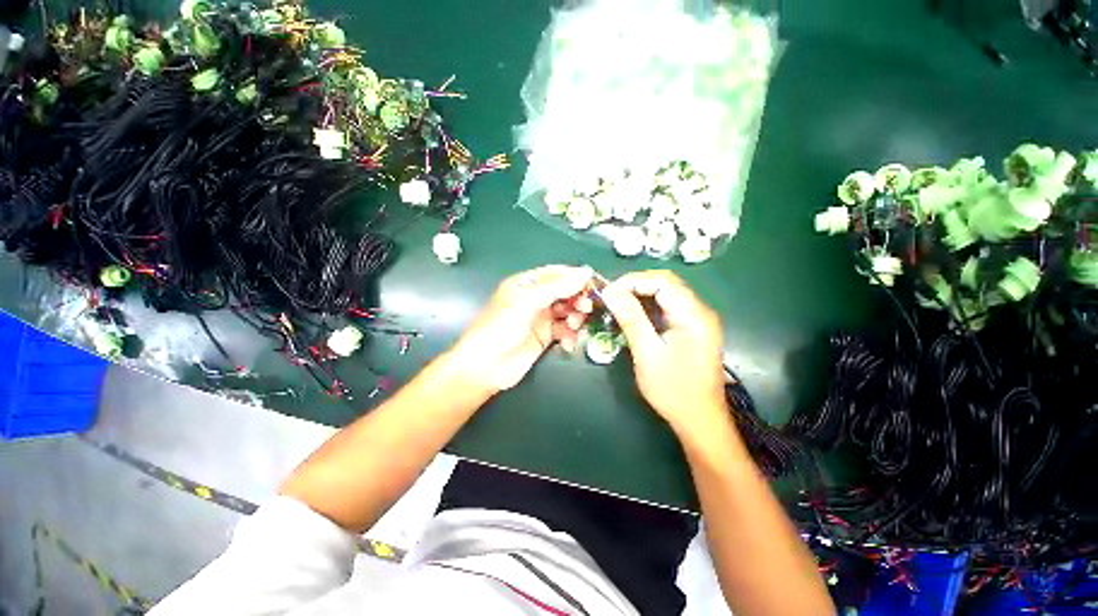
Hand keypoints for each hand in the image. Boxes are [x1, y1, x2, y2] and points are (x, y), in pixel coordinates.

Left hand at [450, 265, 593, 392]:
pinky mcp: (545, 337)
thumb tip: (585, 272)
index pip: (556, 273)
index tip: (593, 282)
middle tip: (585, 307)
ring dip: (576, 317)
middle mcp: (535, 299)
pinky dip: (571, 335)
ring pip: (568, 311)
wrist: (485, 367)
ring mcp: (541, 319)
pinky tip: (569, 342)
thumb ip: (557, 287)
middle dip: (577, 298)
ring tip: (574, 325)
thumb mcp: (527, 302)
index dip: (575, 276)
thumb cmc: (501, 328)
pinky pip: (565, 331)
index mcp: (526, 284)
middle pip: (565, 292)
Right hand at [600, 271, 727, 438]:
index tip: (609, 292)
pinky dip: (649, 306)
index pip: (662, 281)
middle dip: (636, 285)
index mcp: (694, 315)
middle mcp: (701, 311)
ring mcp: (699, 319)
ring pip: (667, 293)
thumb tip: (611, 291)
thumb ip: (631, 318)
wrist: (700, 419)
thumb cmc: (673, 390)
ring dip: (641, 295)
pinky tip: (634, 315)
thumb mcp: (647, 353)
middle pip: (667, 283)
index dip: (633, 281)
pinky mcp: (694, 328)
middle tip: (611, 297)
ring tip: (618, 305)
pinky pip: (669, 307)